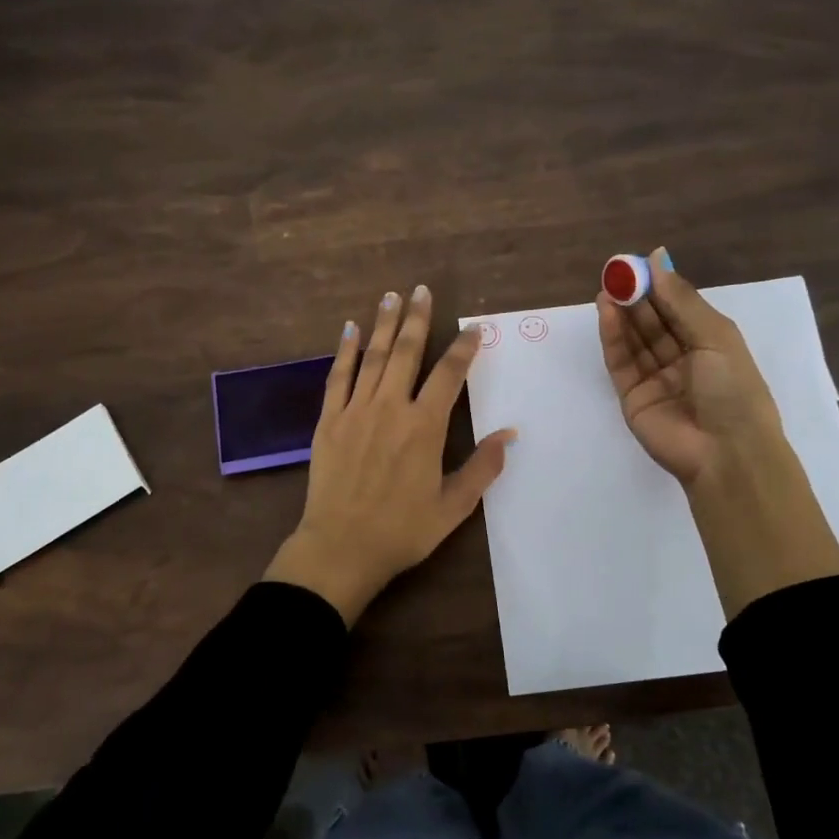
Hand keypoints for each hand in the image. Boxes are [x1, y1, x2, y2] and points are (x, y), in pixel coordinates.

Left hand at [265, 285, 515, 625]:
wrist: (340, 548)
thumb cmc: (402, 530)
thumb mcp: (453, 507)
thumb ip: (483, 468)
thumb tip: (510, 434)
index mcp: (424, 427)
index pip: (449, 375)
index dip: (463, 348)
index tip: (474, 328)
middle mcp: (391, 408)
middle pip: (406, 352)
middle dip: (416, 318)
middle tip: (421, 289)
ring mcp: (355, 411)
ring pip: (373, 357)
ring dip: (384, 324)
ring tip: (391, 296)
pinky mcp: (328, 421)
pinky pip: (338, 377)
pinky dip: (345, 350)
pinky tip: (350, 329)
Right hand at [596, 248, 782, 490]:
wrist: (726, 454)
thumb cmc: (733, 390)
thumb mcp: (715, 337)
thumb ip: (681, 299)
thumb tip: (657, 258)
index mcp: (710, 345)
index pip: (678, 308)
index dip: (659, 285)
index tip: (638, 262)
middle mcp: (682, 360)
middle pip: (653, 322)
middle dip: (636, 296)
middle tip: (616, 271)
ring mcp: (655, 379)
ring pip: (635, 340)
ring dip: (621, 313)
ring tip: (608, 287)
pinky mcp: (632, 397)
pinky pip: (620, 362)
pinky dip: (613, 337)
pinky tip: (606, 313)